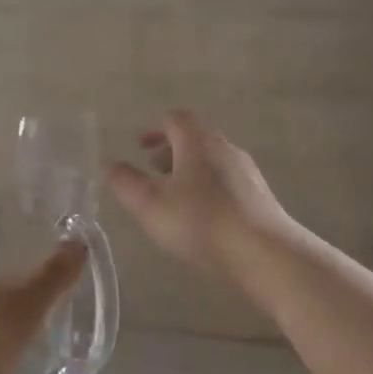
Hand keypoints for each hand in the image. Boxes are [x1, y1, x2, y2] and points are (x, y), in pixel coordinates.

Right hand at [106, 110, 289, 282]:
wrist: (266, 253)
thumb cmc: (201, 222)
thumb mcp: (150, 204)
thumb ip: (125, 182)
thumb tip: (106, 163)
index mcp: (198, 142)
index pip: (176, 119)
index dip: (155, 128)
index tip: (140, 145)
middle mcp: (225, 149)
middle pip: (196, 139)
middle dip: (171, 150)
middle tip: (152, 168)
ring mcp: (247, 172)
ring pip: (212, 161)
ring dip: (190, 170)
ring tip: (174, 195)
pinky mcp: (260, 196)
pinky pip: (227, 181)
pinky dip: (209, 187)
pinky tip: (202, 216)